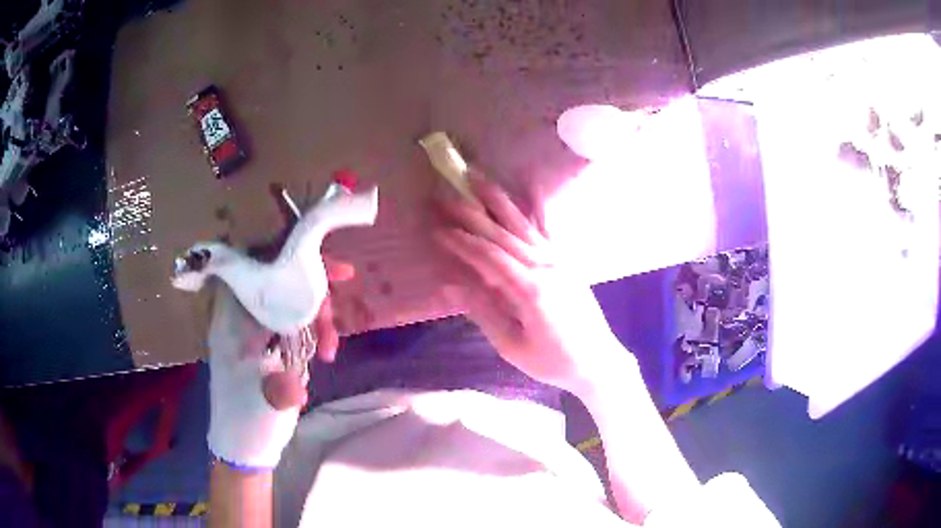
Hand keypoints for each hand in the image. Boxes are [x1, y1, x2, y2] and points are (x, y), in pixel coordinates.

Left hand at [206, 257, 352, 468]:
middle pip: (281, 282)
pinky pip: (291, 324)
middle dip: (312, 298)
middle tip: (332, 325)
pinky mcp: (266, 345)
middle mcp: (240, 315)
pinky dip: (309, 334)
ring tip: (328, 350)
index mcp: (232, 315)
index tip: (334, 272)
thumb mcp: (265, 368)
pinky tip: (321, 355)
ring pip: (290, 303)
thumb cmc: (250, 413)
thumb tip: (302, 294)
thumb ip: (282, 330)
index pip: (262, 265)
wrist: (244, 446)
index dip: (296, 258)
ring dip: (314, 321)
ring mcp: (253, 330)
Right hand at [433, 176, 630, 395]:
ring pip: (522, 223)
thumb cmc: (553, 362)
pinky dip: (537, 204)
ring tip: (476, 177)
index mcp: (530, 290)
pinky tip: (530, 183)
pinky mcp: (566, 260)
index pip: (488, 257)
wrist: (598, 361)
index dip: (461, 242)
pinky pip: (548, 228)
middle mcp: (544, 266)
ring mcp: (558, 260)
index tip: (437, 229)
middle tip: (445, 195)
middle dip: (471, 213)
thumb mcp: (513, 347)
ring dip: (497, 199)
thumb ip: (483, 313)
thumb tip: (451, 287)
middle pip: (501, 233)